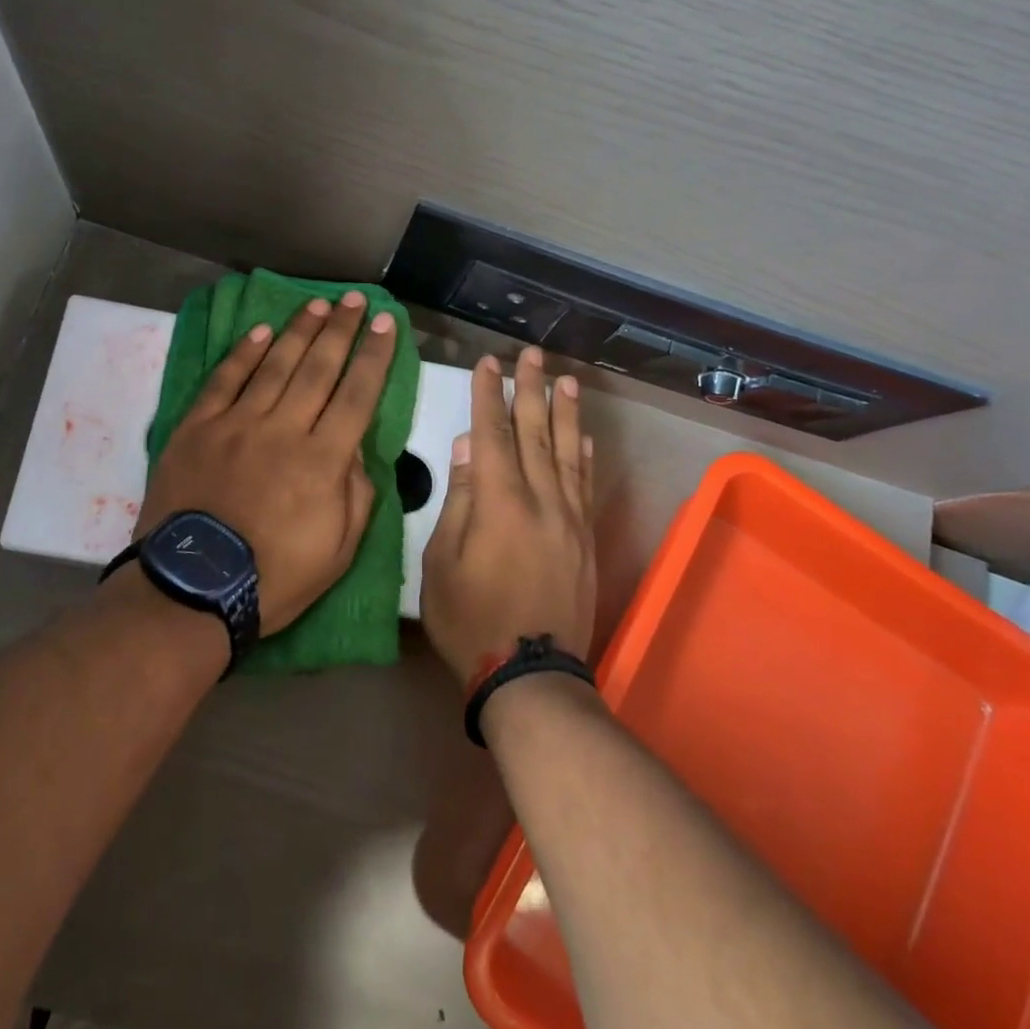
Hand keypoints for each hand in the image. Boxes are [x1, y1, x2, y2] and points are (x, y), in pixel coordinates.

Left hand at [140, 293, 397, 634]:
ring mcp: (236, 424)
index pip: (358, 394)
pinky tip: (259, 331)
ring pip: (274, 365)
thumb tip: (354, 447)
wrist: (192, 590)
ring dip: (299, 331)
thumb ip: (356, 493)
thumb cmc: (274, 578)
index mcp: (322, 460)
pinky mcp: (197, 428)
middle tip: (355, 300)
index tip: (385, 324)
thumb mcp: (339, 551)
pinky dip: (242, 354)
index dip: (374, 356)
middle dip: (341, 330)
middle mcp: (283, 429)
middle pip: (318, 368)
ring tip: (318, 305)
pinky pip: (223, 380)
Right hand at [423, 347, 596, 683]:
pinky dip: (586, 457)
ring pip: (568, 453)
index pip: (494, 435)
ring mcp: (569, 520)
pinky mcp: (585, 540)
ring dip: (565, 413)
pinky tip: (585, 437)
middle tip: (531, 354)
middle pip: (536, 434)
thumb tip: (468, 449)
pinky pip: (586, 487)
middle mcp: (541, 501)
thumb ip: (459, 501)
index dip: (489, 396)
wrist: (529, 674)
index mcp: (500, 504)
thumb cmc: (470, 619)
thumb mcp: (443, 562)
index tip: (488, 363)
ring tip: (565, 379)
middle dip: (531, 390)